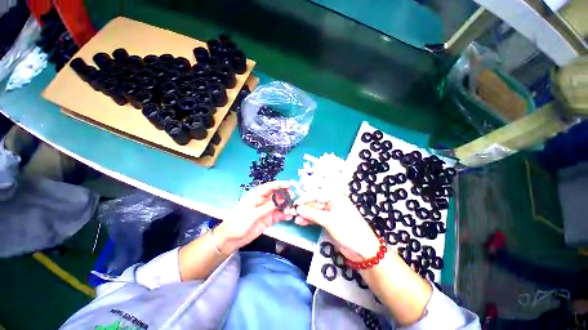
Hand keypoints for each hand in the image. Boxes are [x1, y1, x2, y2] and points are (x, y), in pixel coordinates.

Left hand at [214, 181, 291, 254]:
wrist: (231, 239)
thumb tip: (279, 201)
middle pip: (276, 195)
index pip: (269, 187)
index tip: (288, 185)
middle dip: (285, 195)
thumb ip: (266, 208)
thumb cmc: (237, 223)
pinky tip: (288, 217)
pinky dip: (284, 215)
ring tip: (290, 211)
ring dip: (286, 207)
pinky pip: (278, 215)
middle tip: (292, 198)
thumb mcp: (251, 215)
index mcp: (256, 196)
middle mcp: (262, 201)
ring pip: (279, 205)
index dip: (279, 184)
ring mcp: (266, 210)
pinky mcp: (268, 219)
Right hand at [294, 192, 380, 261]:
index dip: (305, 199)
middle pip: (315, 203)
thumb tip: (298, 209)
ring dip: (306, 215)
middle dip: (305, 208)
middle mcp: (333, 203)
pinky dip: (310, 220)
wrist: (362, 250)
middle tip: (293, 213)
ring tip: (295, 219)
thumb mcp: (329, 220)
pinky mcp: (329, 222)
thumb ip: (312, 213)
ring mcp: (331, 213)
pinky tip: (301, 222)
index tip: (295, 203)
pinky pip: (317, 219)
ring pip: (315, 211)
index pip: (317, 195)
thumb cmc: (347, 229)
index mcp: (335, 197)